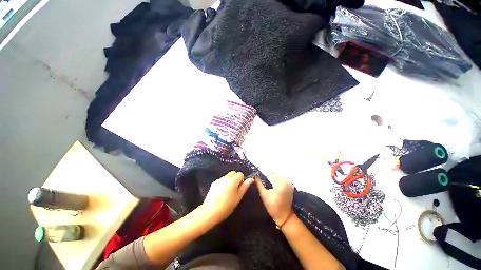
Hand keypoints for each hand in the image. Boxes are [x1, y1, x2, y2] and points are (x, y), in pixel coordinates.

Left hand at [202, 171, 253, 221]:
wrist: (210, 211)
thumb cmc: (227, 206)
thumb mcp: (238, 197)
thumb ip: (245, 186)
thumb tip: (251, 179)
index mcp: (232, 180)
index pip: (240, 173)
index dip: (241, 180)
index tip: (240, 187)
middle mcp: (225, 177)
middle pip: (233, 173)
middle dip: (235, 178)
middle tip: (235, 189)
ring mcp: (218, 180)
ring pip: (227, 176)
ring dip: (229, 180)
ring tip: (228, 192)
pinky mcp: (213, 183)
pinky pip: (221, 180)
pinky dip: (223, 183)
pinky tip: (221, 192)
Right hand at [255, 172, 293, 225]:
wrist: (284, 216)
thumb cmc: (272, 206)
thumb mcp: (264, 195)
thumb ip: (259, 184)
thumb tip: (255, 176)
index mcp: (280, 184)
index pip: (270, 174)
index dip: (263, 171)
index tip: (257, 168)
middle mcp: (286, 181)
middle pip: (274, 174)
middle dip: (267, 172)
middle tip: (260, 171)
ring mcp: (289, 183)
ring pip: (278, 175)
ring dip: (272, 174)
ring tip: (264, 174)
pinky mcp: (290, 185)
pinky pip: (281, 178)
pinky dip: (276, 177)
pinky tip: (271, 178)